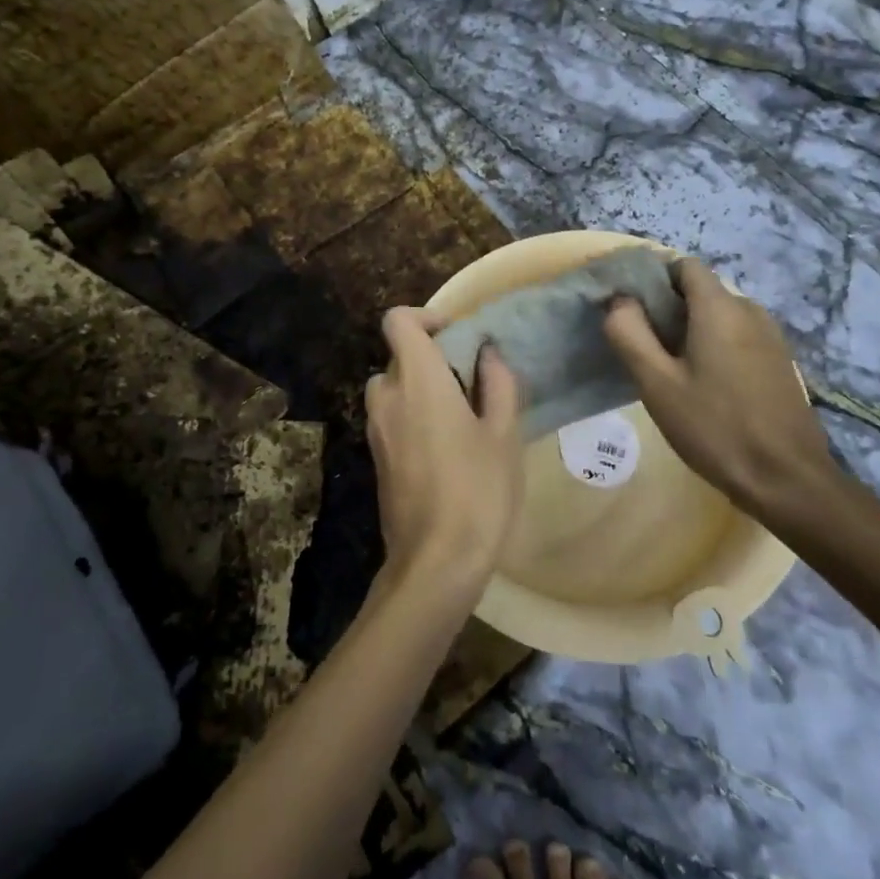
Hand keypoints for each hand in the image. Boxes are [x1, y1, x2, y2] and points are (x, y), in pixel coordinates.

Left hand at [365, 308, 524, 596]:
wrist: (435, 562)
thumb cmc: (478, 490)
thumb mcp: (504, 434)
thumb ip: (497, 384)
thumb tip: (487, 354)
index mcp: (417, 379)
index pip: (398, 321)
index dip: (425, 317)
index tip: (458, 337)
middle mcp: (387, 396)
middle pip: (399, 355)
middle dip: (433, 358)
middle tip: (473, 382)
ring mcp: (376, 429)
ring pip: (394, 388)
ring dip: (422, 389)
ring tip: (463, 416)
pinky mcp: (376, 458)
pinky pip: (392, 418)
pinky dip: (413, 415)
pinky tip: (448, 448)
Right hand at [603, 258, 846, 522]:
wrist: (787, 480)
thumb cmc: (715, 428)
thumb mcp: (657, 383)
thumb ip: (629, 333)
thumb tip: (618, 300)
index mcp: (720, 308)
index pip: (684, 265)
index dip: (653, 278)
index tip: (630, 308)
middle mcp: (750, 311)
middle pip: (700, 291)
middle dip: (668, 309)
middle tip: (643, 347)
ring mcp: (771, 337)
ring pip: (719, 316)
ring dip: (690, 330)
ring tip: (669, 370)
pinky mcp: (780, 362)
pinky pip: (738, 337)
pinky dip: (714, 346)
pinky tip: (703, 386)